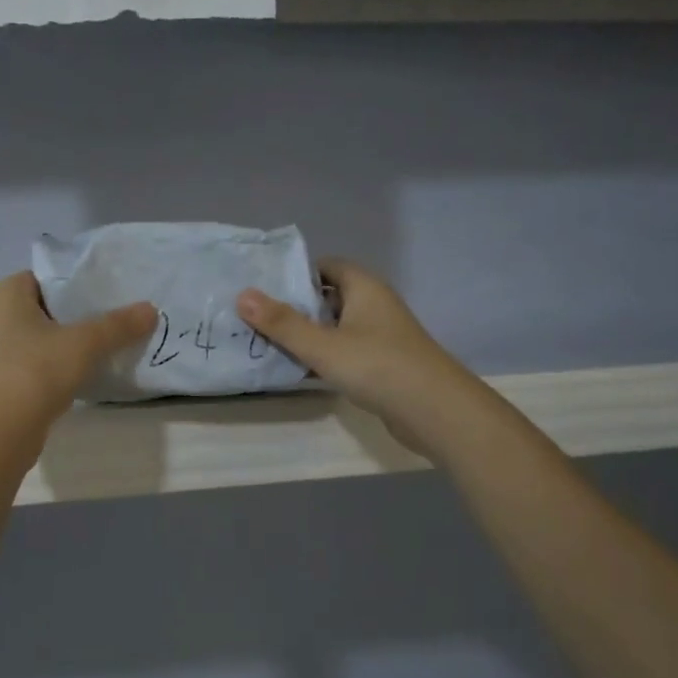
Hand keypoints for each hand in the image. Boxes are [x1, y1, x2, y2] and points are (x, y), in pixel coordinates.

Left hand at [0, 272, 155, 434]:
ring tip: (120, 339)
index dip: (83, 278)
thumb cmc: (33, 372)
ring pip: (52, 336)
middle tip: (127, 312)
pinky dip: (70, 364)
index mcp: (7, 293)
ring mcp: (3, 351)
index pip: (51, 274)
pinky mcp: (11, 380)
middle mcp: (0, 316)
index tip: (118, 287)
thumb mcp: (83, 344)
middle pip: (54, 306)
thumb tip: (152, 309)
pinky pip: (48, 362)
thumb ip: (118, 325)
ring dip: (80, 340)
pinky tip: (98, 369)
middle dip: (87, 311)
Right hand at [237, 260, 479, 454]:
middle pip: (329, 298)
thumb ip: (282, 323)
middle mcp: (374, 306)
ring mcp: (381, 337)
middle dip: (295, 306)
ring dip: (308, 335)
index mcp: (364, 288)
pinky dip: (324, 358)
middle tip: (256, 317)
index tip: (263, 287)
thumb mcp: (322, 345)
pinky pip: (346, 353)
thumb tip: (242, 295)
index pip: (327, 266)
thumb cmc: (378, 366)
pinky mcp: (383, 365)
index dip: (296, 273)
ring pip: (336, 328)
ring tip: (267, 343)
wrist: (435, 411)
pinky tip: (299, 371)